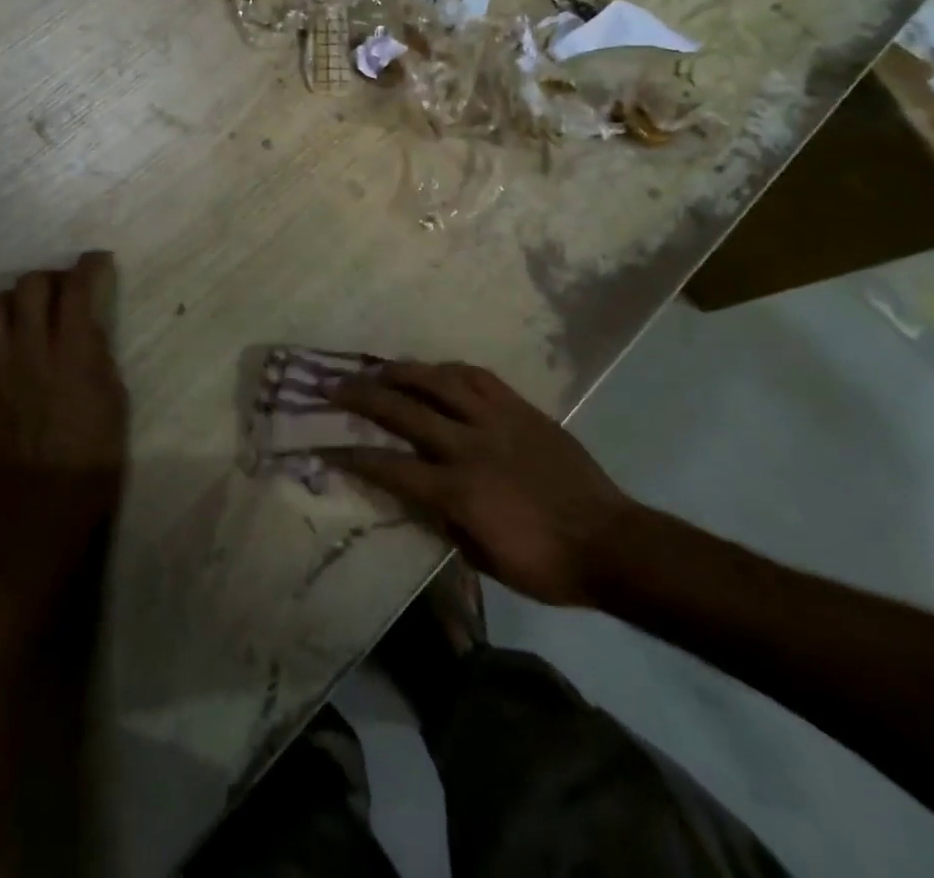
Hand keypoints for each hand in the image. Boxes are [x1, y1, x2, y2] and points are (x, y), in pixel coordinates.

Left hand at [0, 252, 127, 612]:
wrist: (41, 510)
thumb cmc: (94, 459)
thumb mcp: (114, 401)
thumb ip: (97, 356)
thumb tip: (87, 327)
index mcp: (73, 352)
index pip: (77, 288)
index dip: (89, 265)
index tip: (97, 260)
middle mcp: (30, 350)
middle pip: (30, 285)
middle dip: (50, 277)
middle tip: (63, 290)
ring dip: (14, 301)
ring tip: (28, 316)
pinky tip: (6, 351)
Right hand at [325, 363, 632, 607]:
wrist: (609, 541)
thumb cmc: (544, 564)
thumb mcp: (482, 557)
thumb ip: (443, 520)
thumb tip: (415, 494)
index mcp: (457, 490)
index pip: (391, 466)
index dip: (353, 456)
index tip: (324, 446)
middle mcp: (469, 446)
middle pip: (404, 412)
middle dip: (363, 397)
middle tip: (333, 385)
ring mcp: (496, 421)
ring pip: (440, 382)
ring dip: (403, 372)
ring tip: (379, 368)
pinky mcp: (521, 408)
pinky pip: (479, 378)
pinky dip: (451, 370)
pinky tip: (435, 369)